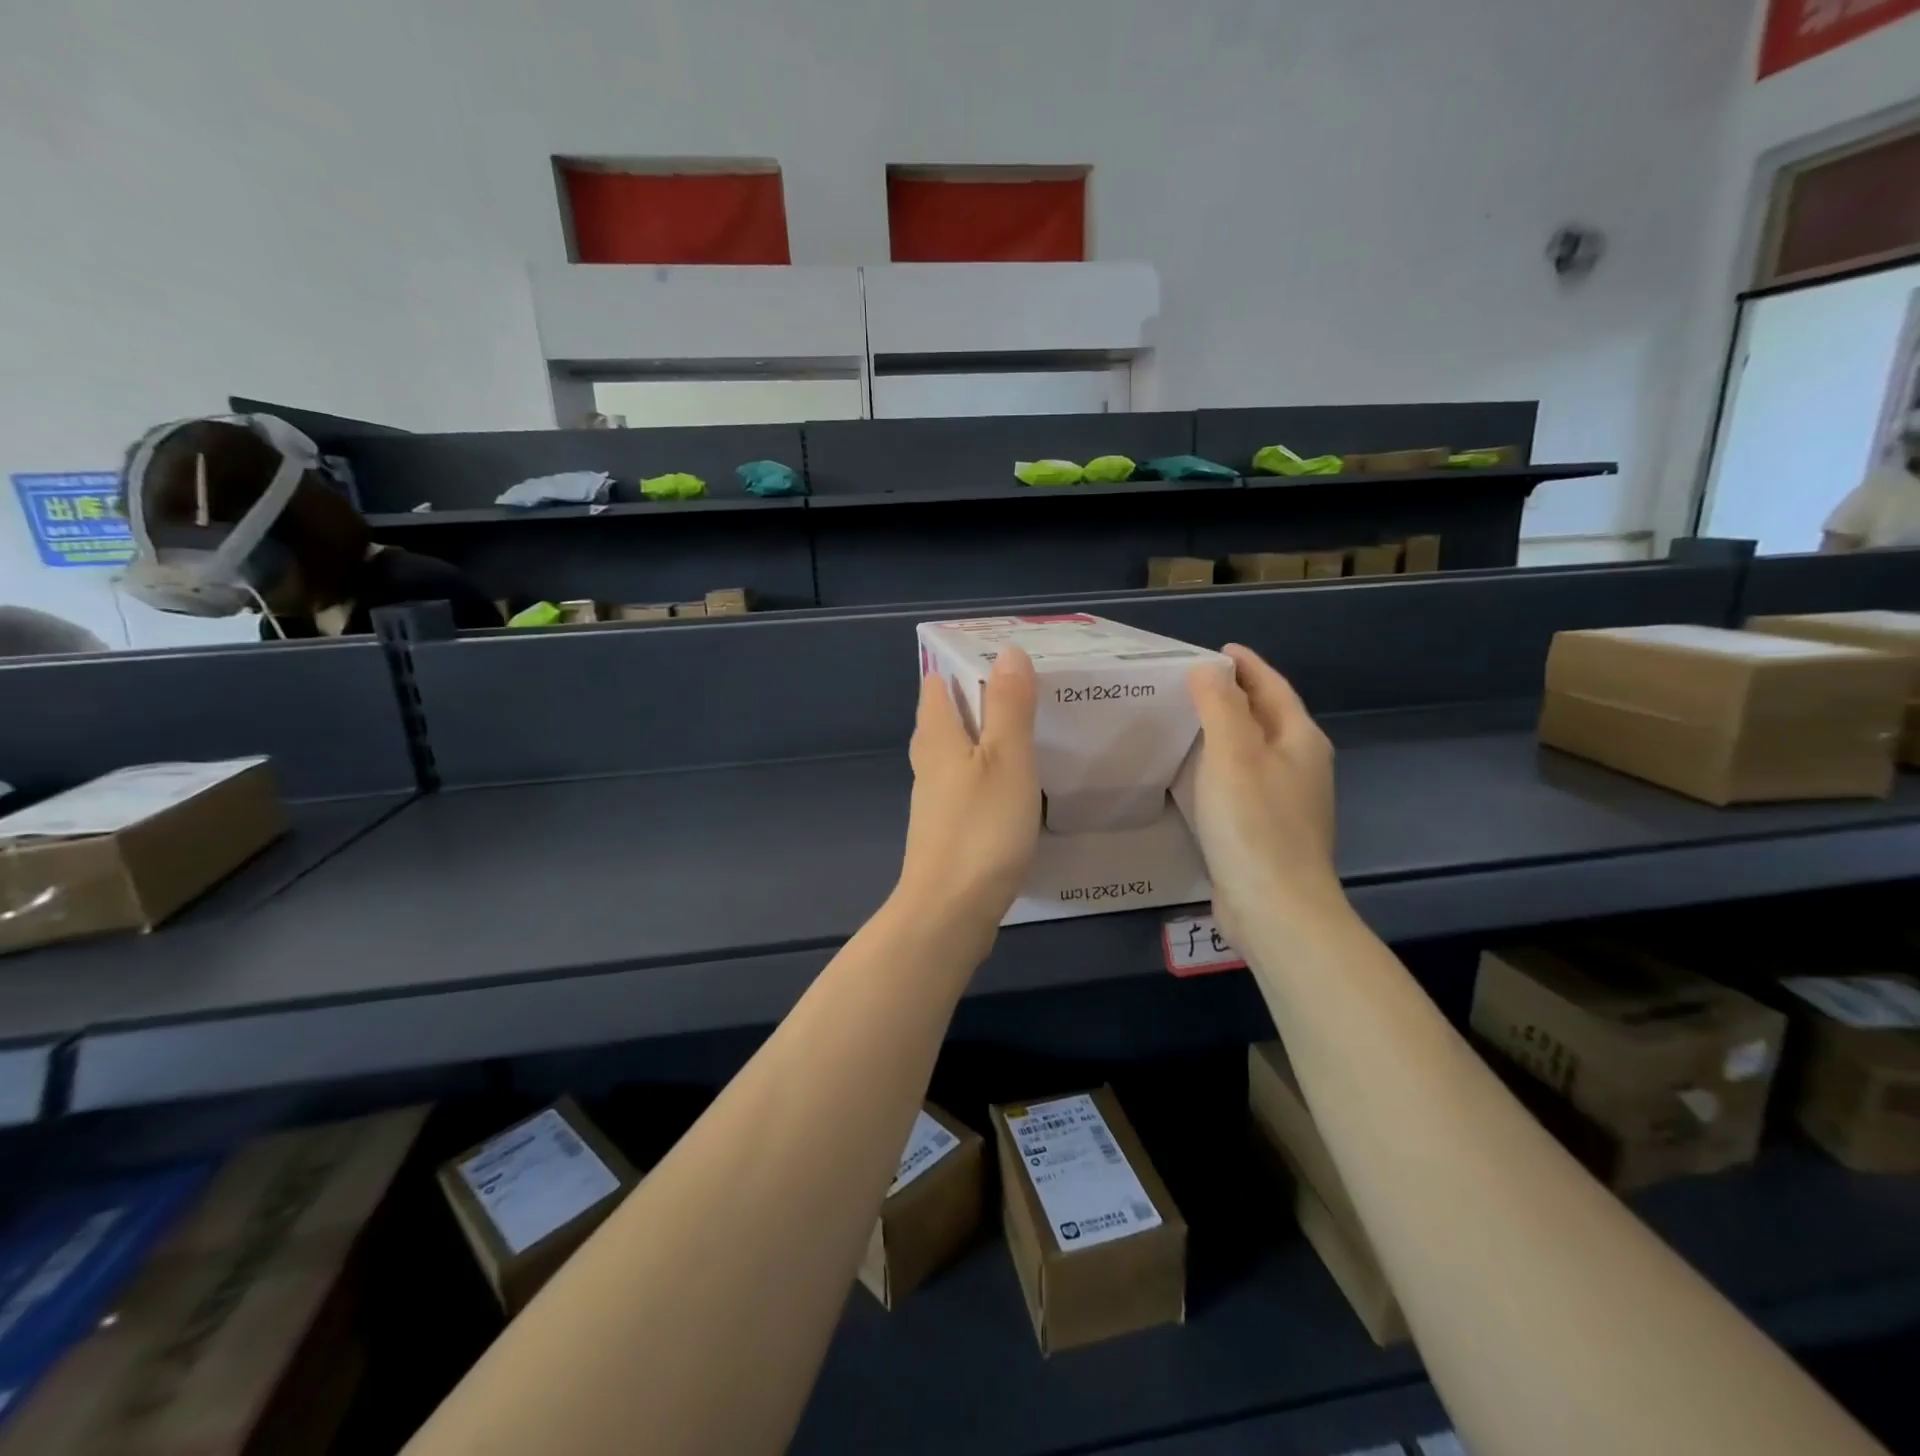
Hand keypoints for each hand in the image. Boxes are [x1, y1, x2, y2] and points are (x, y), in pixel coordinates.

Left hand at [895, 648, 1040, 944]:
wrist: (950, 912)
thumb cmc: (981, 829)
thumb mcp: (1006, 760)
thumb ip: (1007, 706)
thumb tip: (1006, 652)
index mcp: (937, 738)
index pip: (935, 684)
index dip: (961, 664)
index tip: (1001, 657)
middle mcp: (928, 764)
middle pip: (944, 718)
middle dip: (976, 699)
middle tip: (1021, 690)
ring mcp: (935, 800)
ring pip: (955, 754)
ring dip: (983, 737)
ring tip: (1023, 730)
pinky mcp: (947, 830)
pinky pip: (965, 785)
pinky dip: (986, 773)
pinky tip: (1012, 784)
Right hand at [1186, 644, 1342, 945]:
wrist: (1275, 907)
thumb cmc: (1254, 823)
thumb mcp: (1233, 753)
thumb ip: (1220, 704)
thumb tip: (1208, 669)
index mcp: (1300, 740)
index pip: (1272, 687)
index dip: (1246, 665)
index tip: (1216, 650)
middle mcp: (1301, 766)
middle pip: (1266, 717)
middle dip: (1234, 695)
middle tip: (1190, 683)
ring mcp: (1287, 801)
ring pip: (1253, 751)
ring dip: (1225, 732)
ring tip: (1186, 721)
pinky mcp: (1267, 830)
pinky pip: (1241, 782)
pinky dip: (1219, 767)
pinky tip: (1193, 775)